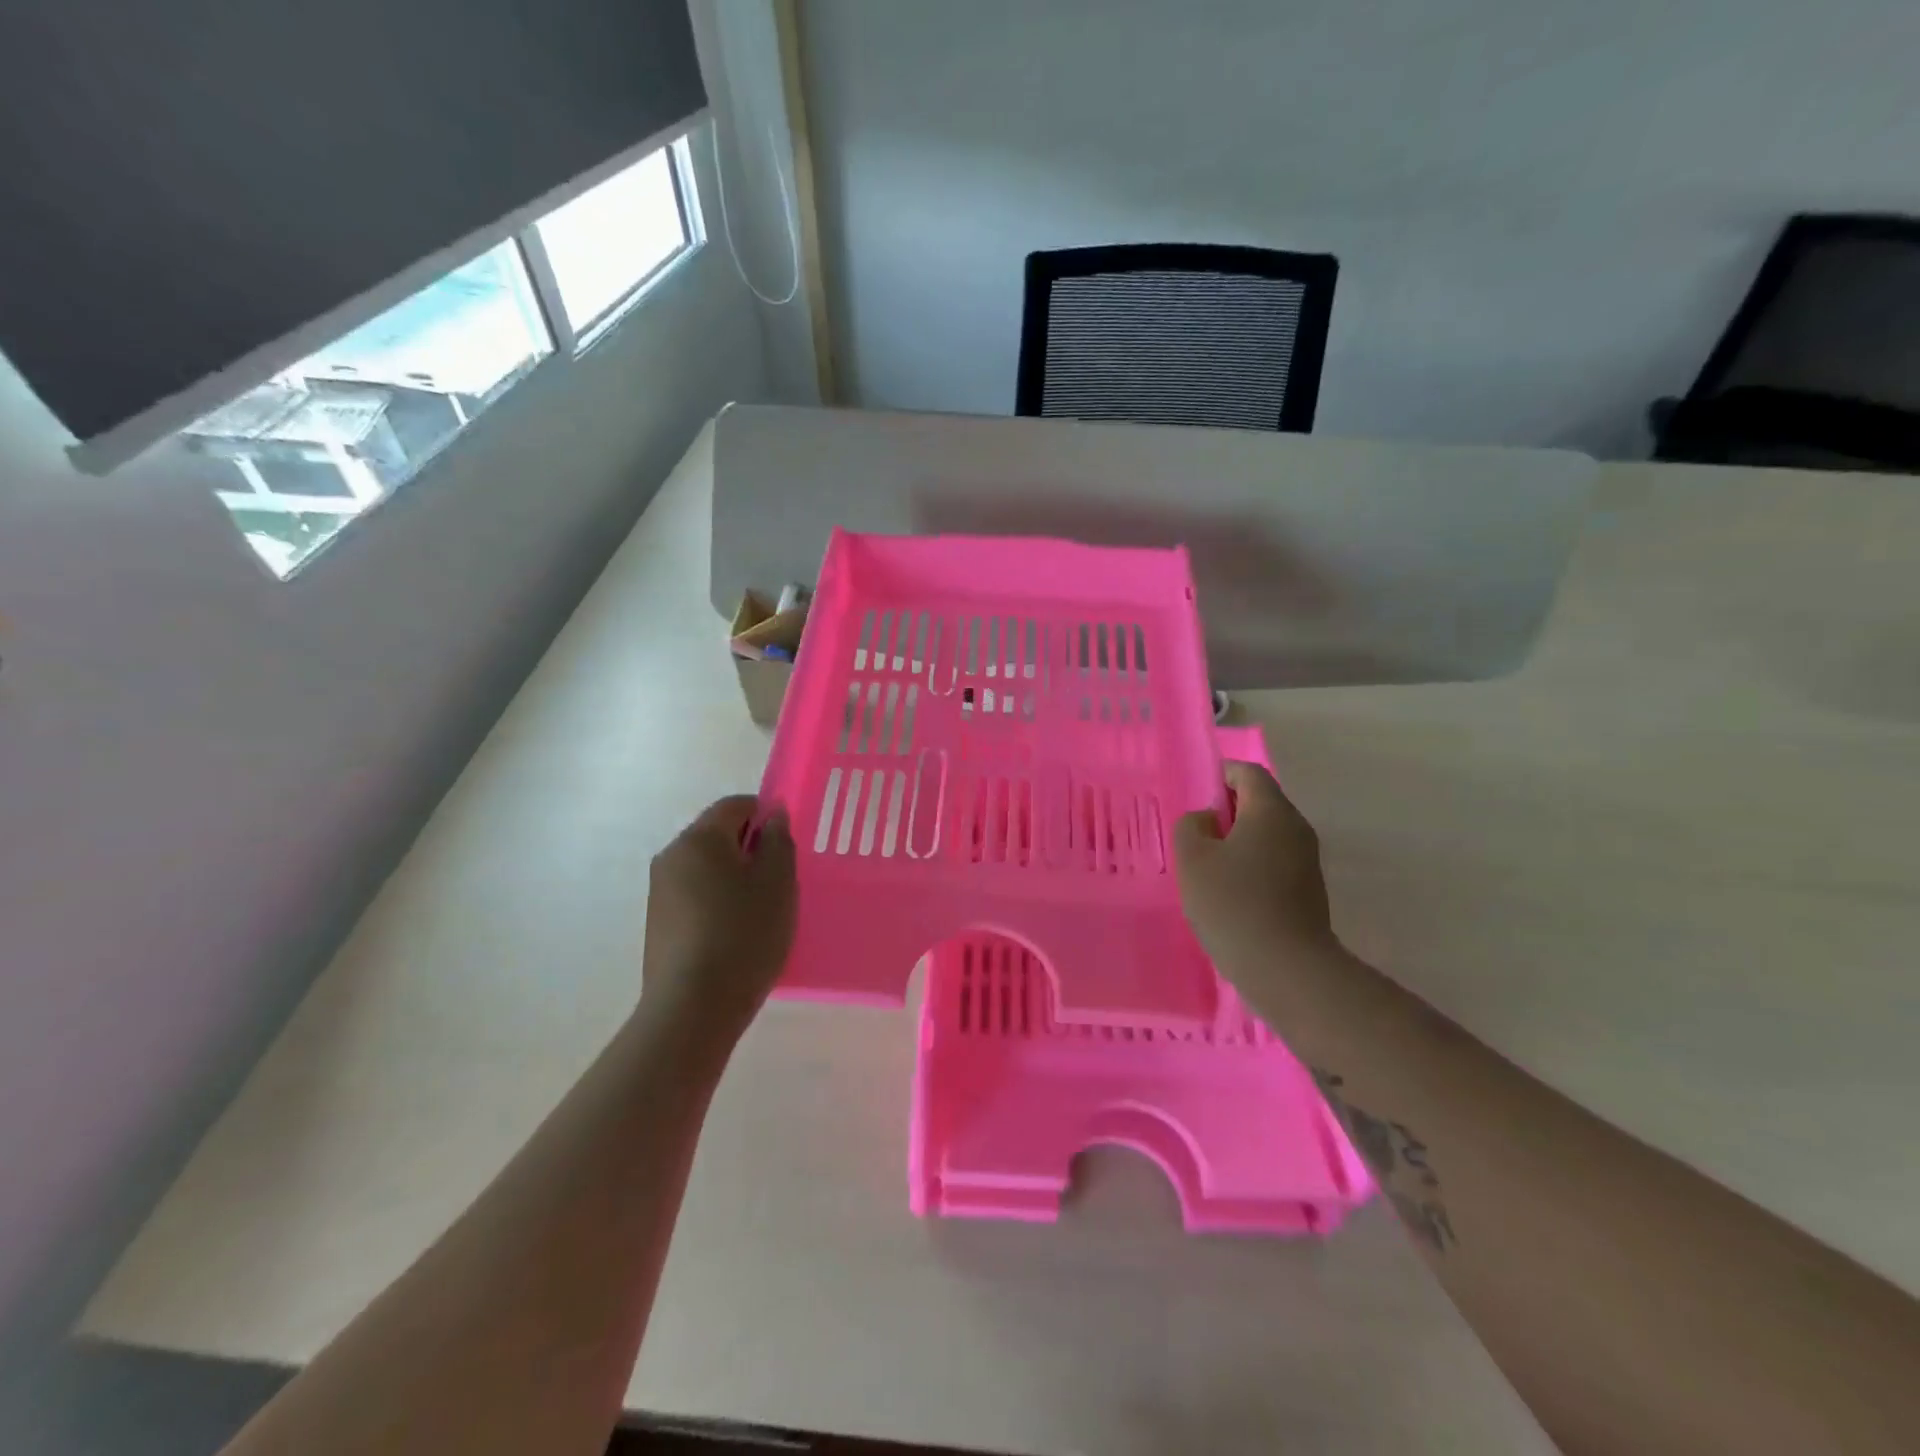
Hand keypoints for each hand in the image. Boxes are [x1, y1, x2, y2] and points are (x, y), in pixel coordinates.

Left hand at [641, 796, 796, 1042]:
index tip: (786, 844)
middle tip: (779, 880)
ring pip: (705, 867)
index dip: (765, 814)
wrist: (693, 1007)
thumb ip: (779, 841)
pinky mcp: (657, 923)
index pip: (734, 805)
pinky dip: (717, 901)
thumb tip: (772, 817)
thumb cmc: (744, 934)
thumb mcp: (778, 882)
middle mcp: (672, 856)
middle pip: (716, 835)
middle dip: (749, 848)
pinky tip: (736, 933)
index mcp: (699, 838)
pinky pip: (694, 895)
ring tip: (760, 911)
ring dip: (733, 877)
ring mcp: (659, 891)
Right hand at [1174, 760, 1336, 990]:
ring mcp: (1307, 861)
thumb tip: (1206, 820)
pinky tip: (1229, 893)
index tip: (1194, 796)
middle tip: (1194, 835)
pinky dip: (1251, 865)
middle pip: (1260, 802)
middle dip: (1226, 811)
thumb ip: (1191, 826)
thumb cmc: (1233, 904)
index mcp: (1271, 811)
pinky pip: (1275, 862)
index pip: (1247, 773)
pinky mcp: (1308, 891)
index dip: (1219, 775)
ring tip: (1206, 867)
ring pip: (1267, 835)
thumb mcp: (1193, 859)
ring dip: (1237, 842)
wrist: (1287, 969)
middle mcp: (1296, 828)